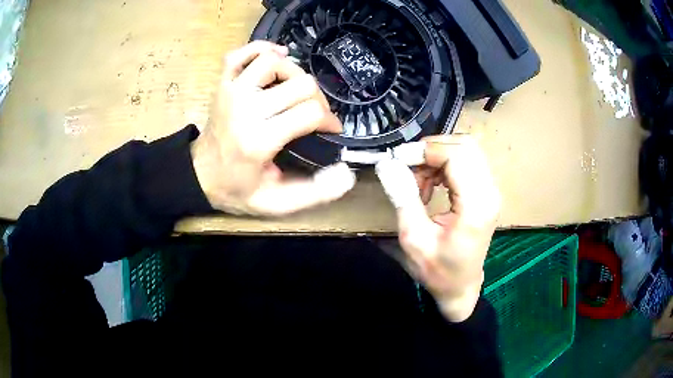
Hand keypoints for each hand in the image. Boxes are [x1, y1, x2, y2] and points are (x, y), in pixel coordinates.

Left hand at [191, 41, 355, 215]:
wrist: (199, 176)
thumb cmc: (237, 189)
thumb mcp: (276, 203)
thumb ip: (314, 194)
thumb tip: (346, 176)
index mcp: (260, 140)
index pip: (310, 113)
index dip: (329, 119)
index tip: (330, 129)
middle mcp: (245, 109)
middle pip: (300, 83)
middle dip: (319, 98)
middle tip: (317, 114)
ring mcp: (231, 91)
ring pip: (274, 61)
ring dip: (295, 71)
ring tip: (298, 89)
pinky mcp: (223, 84)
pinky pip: (242, 53)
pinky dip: (262, 48)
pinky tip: (277, 56)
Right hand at [375, 135, 499, 321]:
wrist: (461, 286)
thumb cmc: (438, 270)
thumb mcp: (414, 238)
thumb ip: (403, 197)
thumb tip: (387, 164)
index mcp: (476, 206)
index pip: (457, 156)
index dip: (426, 150)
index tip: (398, 158)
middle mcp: (489, 192)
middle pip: (465, 146)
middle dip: (431, 150)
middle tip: (407, 167)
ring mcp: (491, 190)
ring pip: (466, 150)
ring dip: (437, 157)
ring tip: (418, 181)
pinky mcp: (486, 191)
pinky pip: (466, 161)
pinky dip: (444, 164)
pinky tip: (430, 184)